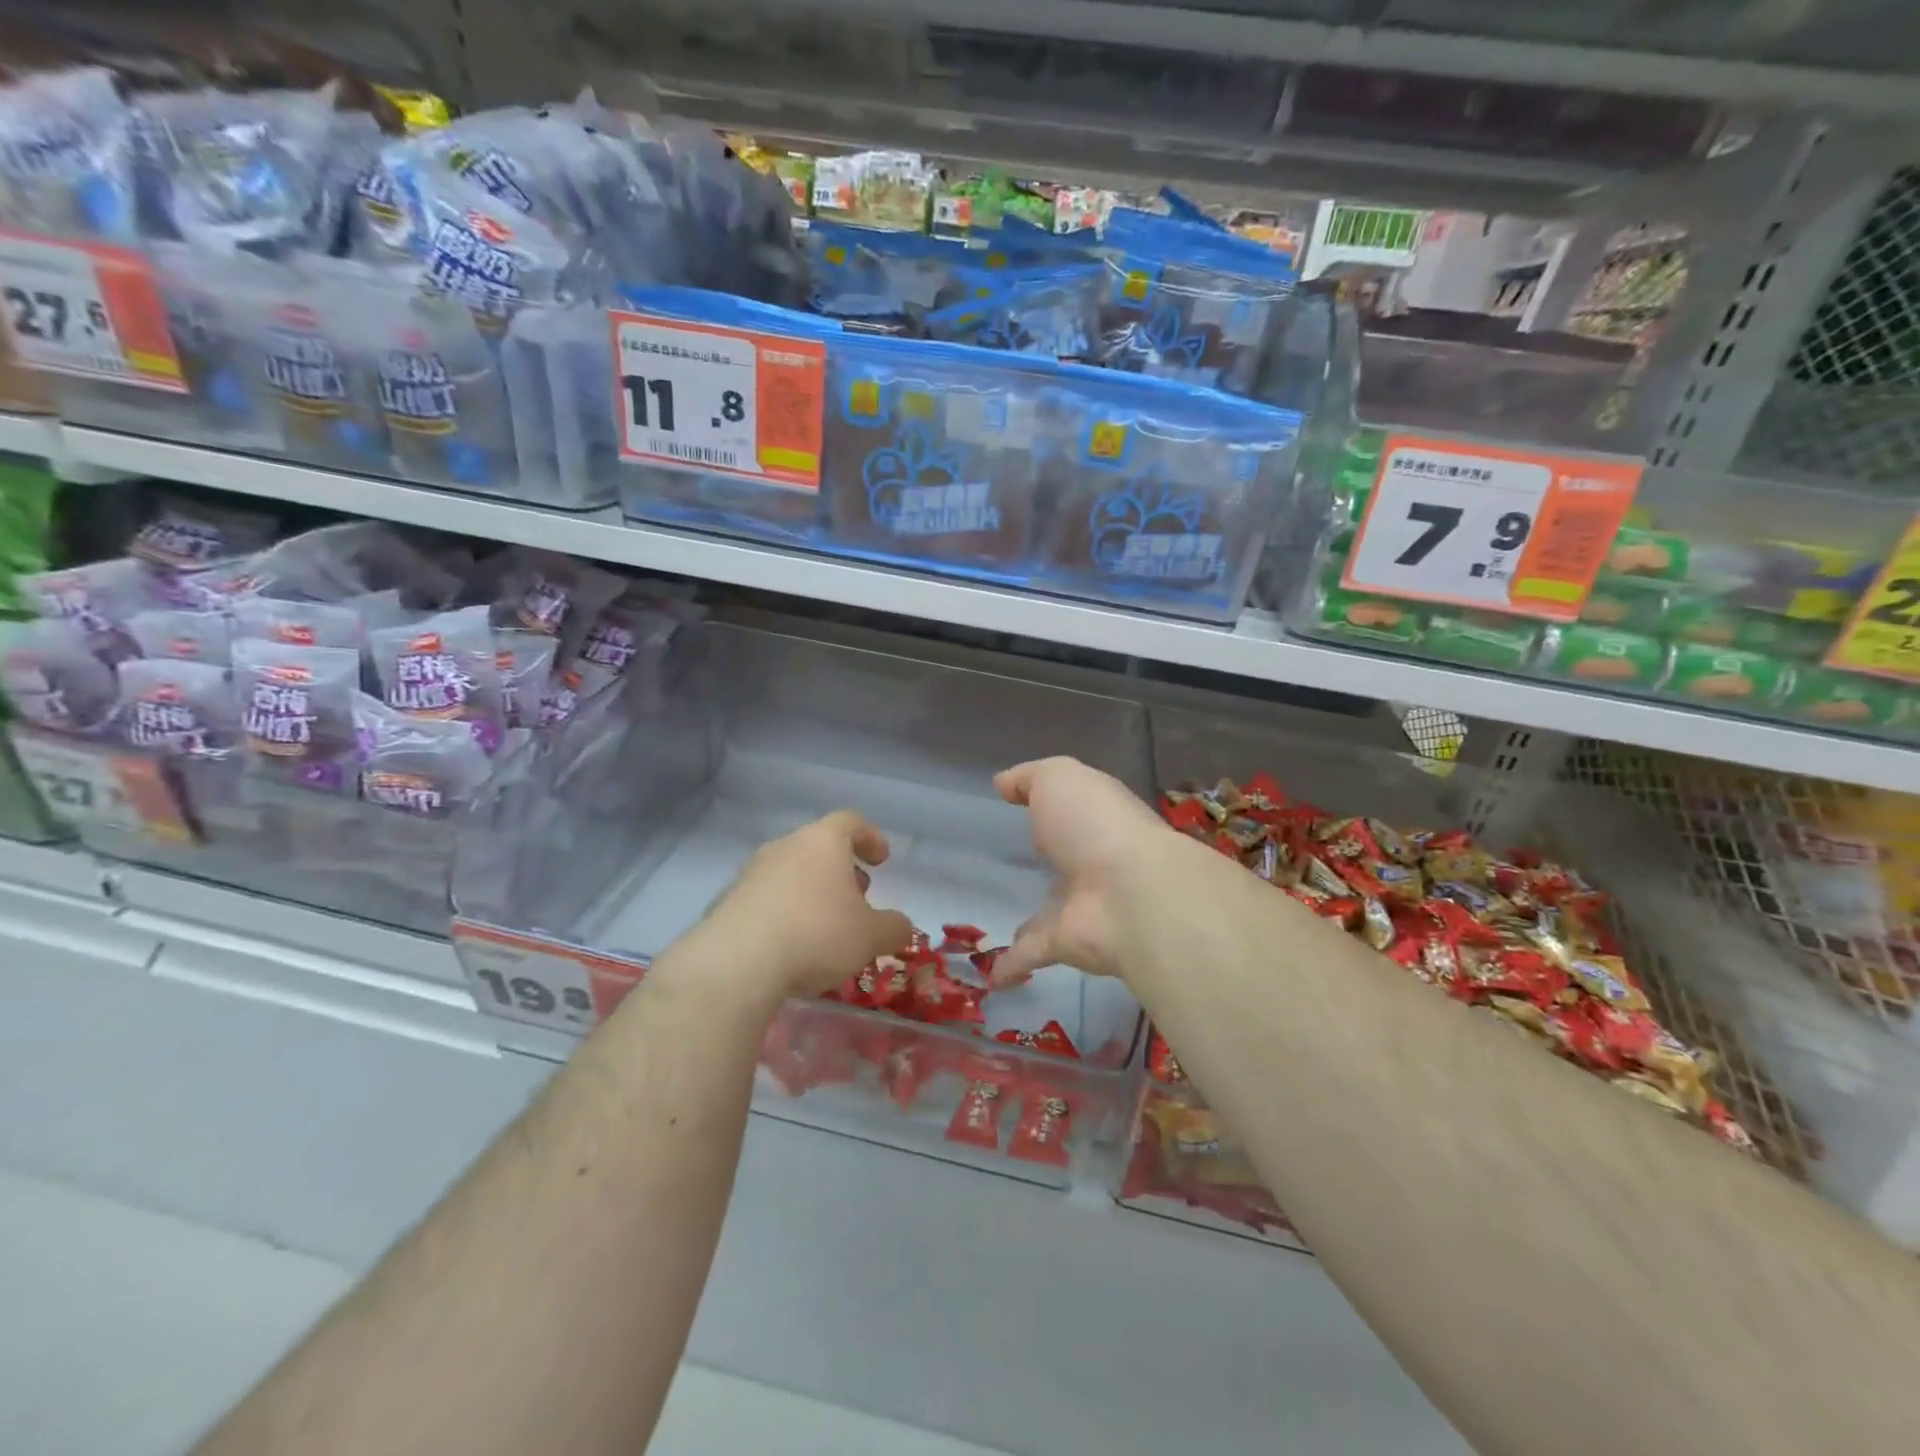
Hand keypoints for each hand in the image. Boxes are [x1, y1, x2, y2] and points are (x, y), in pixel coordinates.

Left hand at [683, 809, 913, 1006]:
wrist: (736, 963)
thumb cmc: (816, 934)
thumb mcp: (870, 936)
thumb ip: (894, 927)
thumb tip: (902, 927)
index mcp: (823, 841)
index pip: (851, 821)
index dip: (870, 837)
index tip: (881, 860)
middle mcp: (786, 846)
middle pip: (819, 846)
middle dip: (842, 870)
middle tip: (857, 898)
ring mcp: (753, 871)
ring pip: (792, 871)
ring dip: (812, 891)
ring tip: (825, 926)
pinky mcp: (729, 900)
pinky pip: (767, 897)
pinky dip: (785, 911)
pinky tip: (791, 944)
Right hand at [991, 756, 1185, 986]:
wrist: (1130, 893)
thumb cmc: (1093, 823)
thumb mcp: (1058, 779)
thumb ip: (1029, 778)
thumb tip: (1003, 783)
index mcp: (1097, 819)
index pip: (1076, 811)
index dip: (1056, 807)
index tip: (1024, 810)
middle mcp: (1095, 861)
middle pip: (1068, 863)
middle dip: (1049, 864)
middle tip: (1015, 868)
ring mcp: (1083, 906)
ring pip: (1051, 913)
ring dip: (1031, 921)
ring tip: (1001, 926)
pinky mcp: (1068, 944)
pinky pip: (1032, 954)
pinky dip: (1010, 965)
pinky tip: (988, 978)